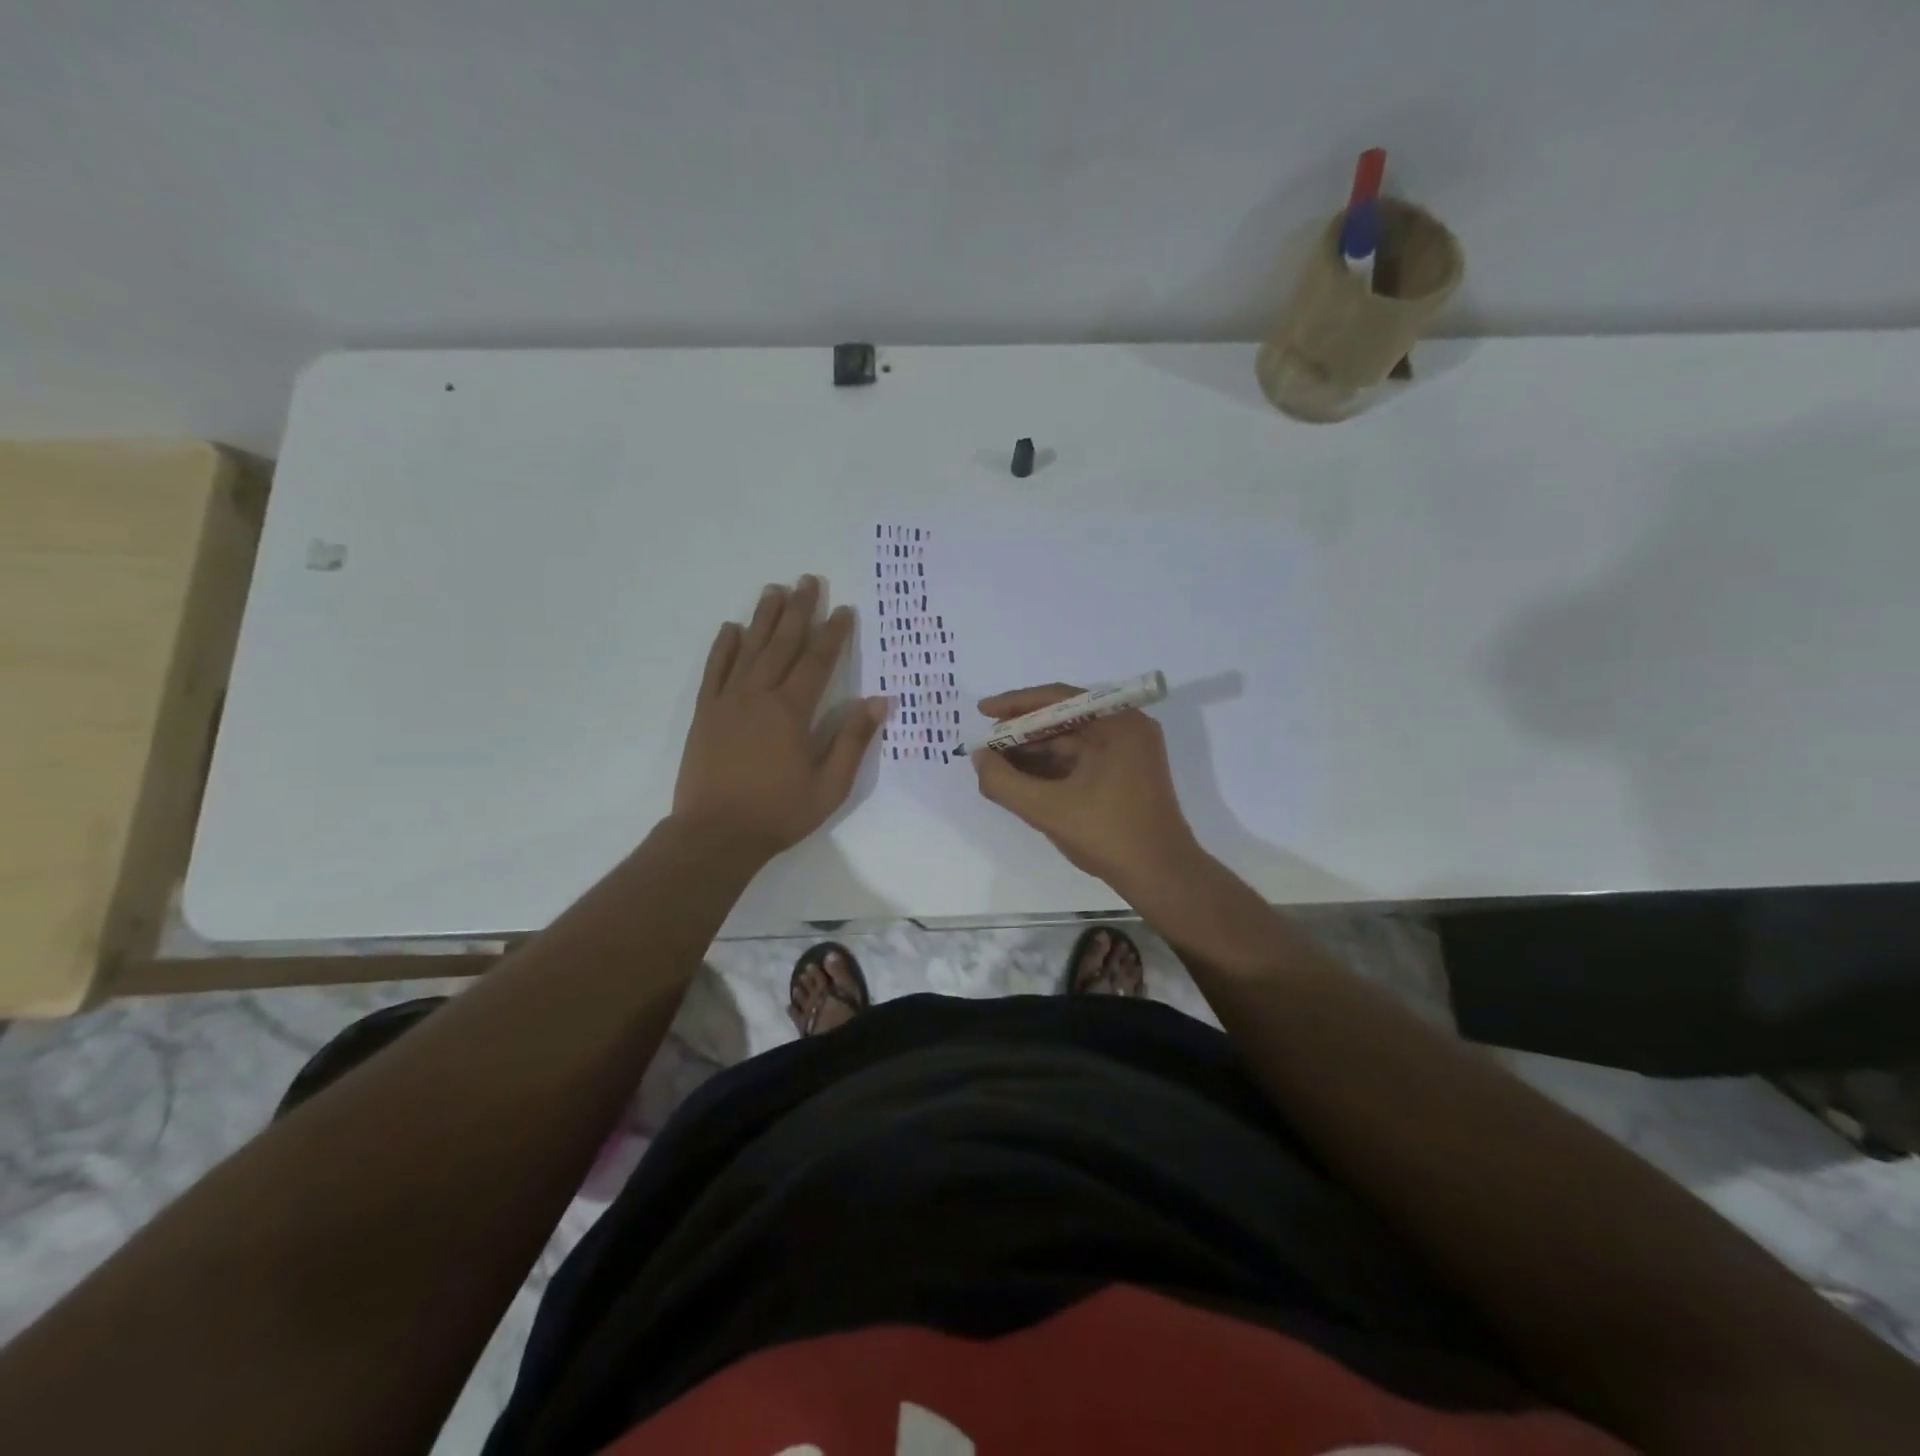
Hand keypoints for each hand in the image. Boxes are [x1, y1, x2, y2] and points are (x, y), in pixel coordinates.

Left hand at [673, 576, 888, 859]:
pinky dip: (723, 647)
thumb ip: (852, 740)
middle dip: (798, 611)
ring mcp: (727, 701)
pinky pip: (714, 670)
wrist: (714, 834)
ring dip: (763, 618)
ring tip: (774, 589)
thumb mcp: (829, 786)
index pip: (817, 662)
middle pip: (782, 644)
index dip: (833, 634)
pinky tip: (731, 628)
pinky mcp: (704, 713)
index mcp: (792, 712)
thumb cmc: (778, 813)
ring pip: (748, 649)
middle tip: (808, 580)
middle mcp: (759, 696)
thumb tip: (879, 701)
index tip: (844, 609)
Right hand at [971, 684, 1200, 889]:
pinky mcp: (1127, 772)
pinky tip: (1023, 777)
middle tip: (987, 744)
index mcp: (1117, 723)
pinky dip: (1053, 765)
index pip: (1058, 698)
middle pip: (1064, 717)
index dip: (1015, 704)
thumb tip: (979, 757)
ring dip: (1035, 750)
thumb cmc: (1108, 835)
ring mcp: (1130, 751)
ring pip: (1071, 740)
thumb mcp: (1047, 809)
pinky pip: (1082, 757)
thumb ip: (1004, 782)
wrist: (1160, 876)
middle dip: (1023, 731)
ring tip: (998, 762)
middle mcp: (1127, 727)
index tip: (983, 711)